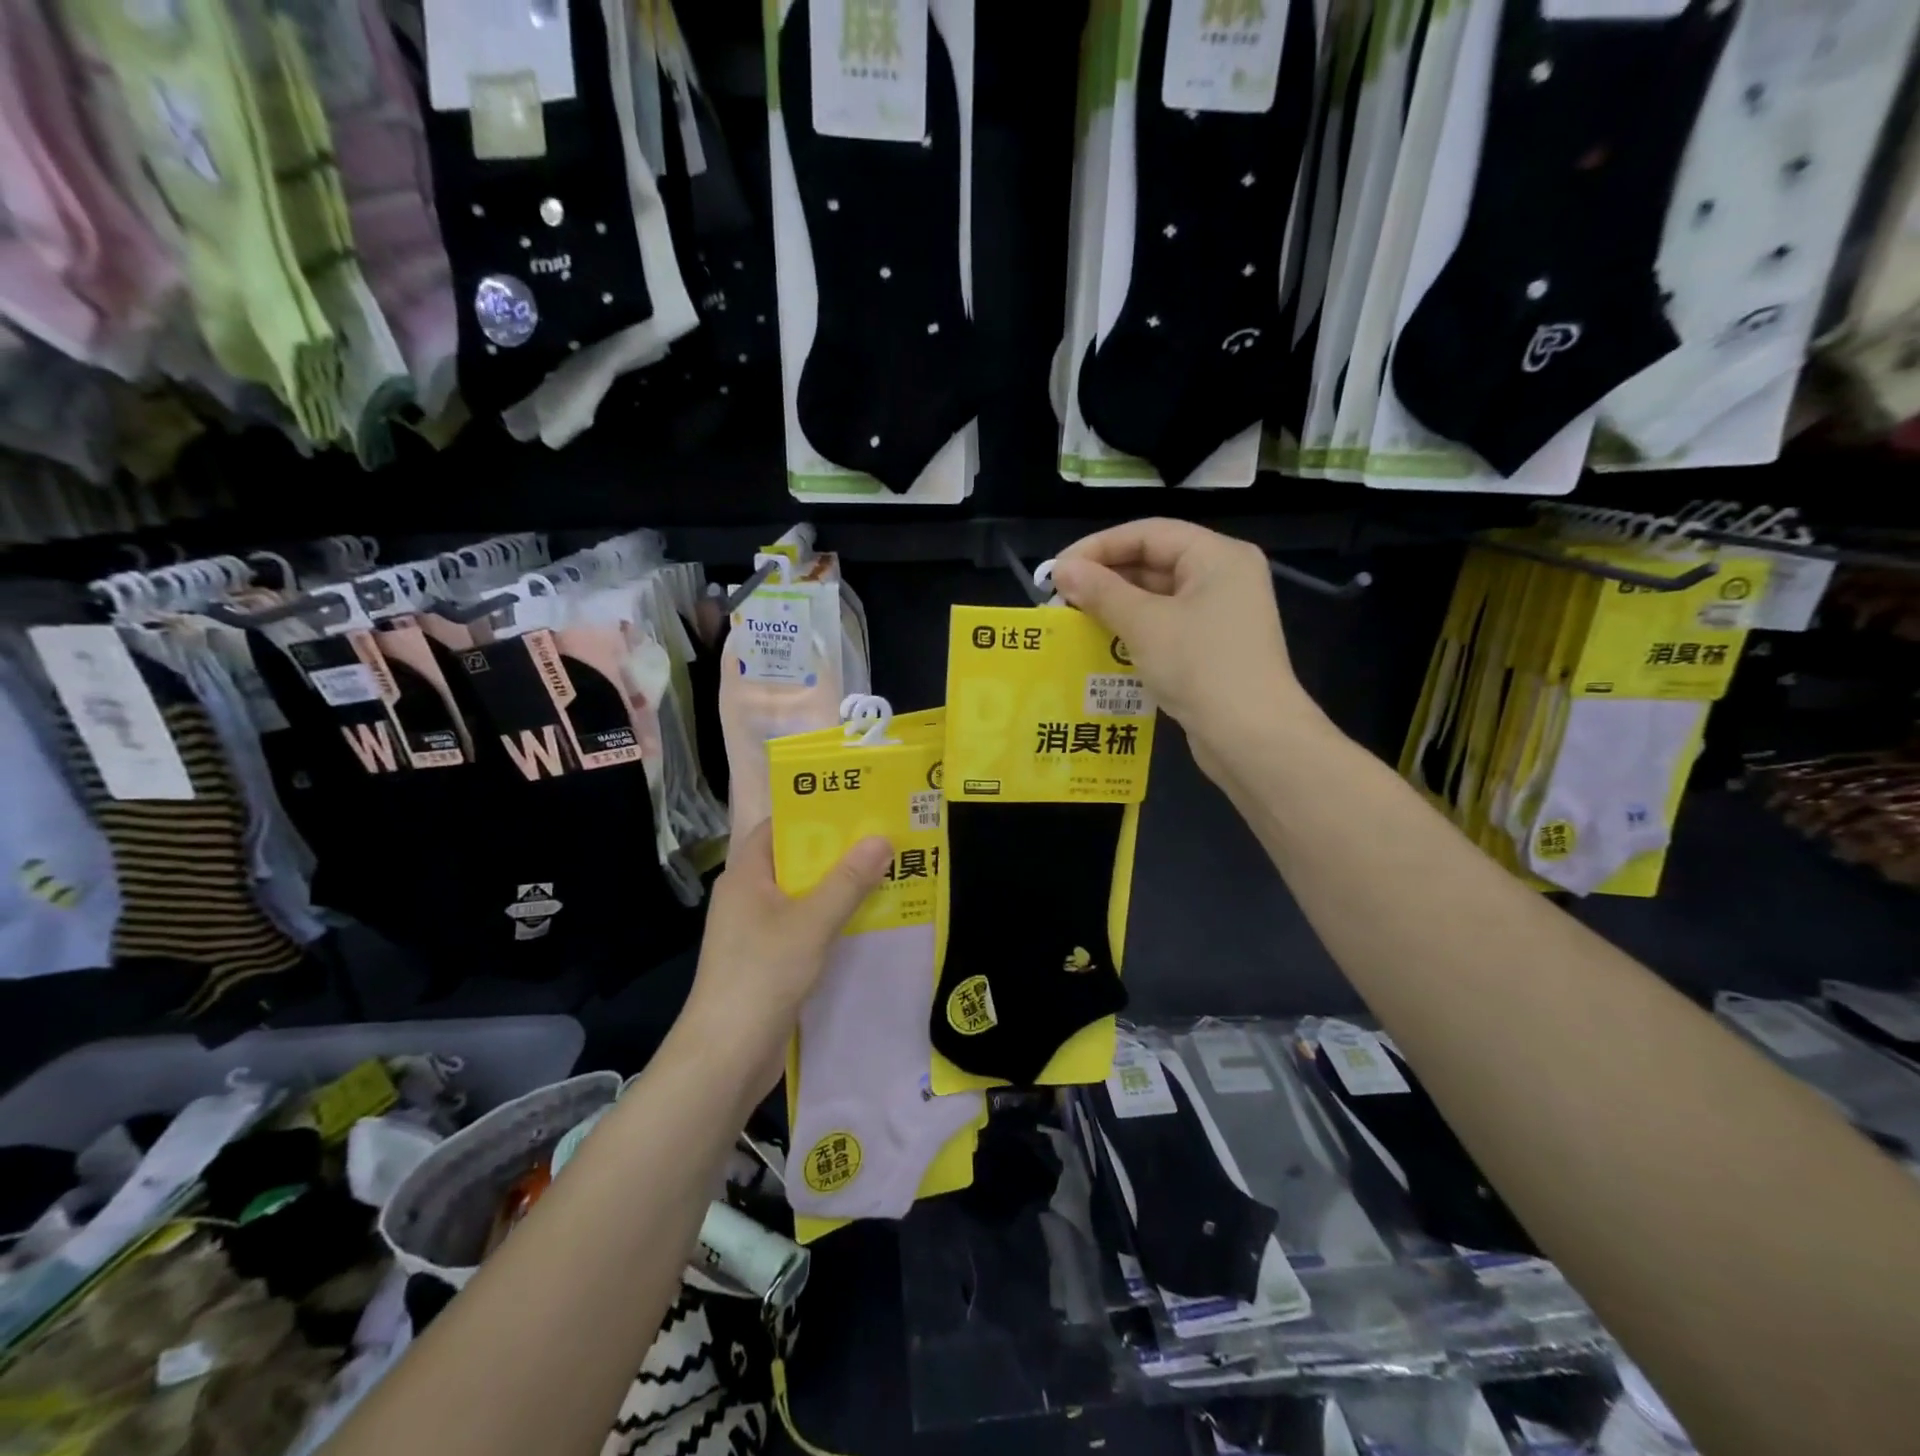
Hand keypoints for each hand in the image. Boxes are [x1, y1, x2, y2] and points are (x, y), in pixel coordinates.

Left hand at [679, 821, 891, 1088]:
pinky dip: (831, 919)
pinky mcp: (767, 960)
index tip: (857, 806)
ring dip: (838, 887)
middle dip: (837, 851)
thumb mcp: (811, 922)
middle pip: (794, 860)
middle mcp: (747, 896)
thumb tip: (881, 839)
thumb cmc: (762, 975)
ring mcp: (755, 930)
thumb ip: (848, 881)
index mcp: (745, 874)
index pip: (778, 826)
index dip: (814, 813)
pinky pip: (803, 925)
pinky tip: (865, 920)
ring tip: (885, 872)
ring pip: (802, 895)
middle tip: (883, 837)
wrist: (726, 1055)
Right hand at [1051, 519, 1318, 778]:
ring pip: (1157, 597)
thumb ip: (1101, 592)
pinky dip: (1134, 631)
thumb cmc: (1201, 668)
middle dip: (1105, 579)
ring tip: (1074, 621)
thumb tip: (1062, 570)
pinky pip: (1166, 627)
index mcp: (1218, 557)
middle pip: (1154, 562)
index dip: (1099, 547)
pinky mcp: (1212, 649)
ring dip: (1115, 607)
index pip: (1149, 533)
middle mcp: (1223, 578)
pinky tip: (1101, 646)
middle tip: (1061, 599)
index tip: (1059, 569)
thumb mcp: (1145, 625)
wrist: (1252, 738)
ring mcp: (1221, 616)